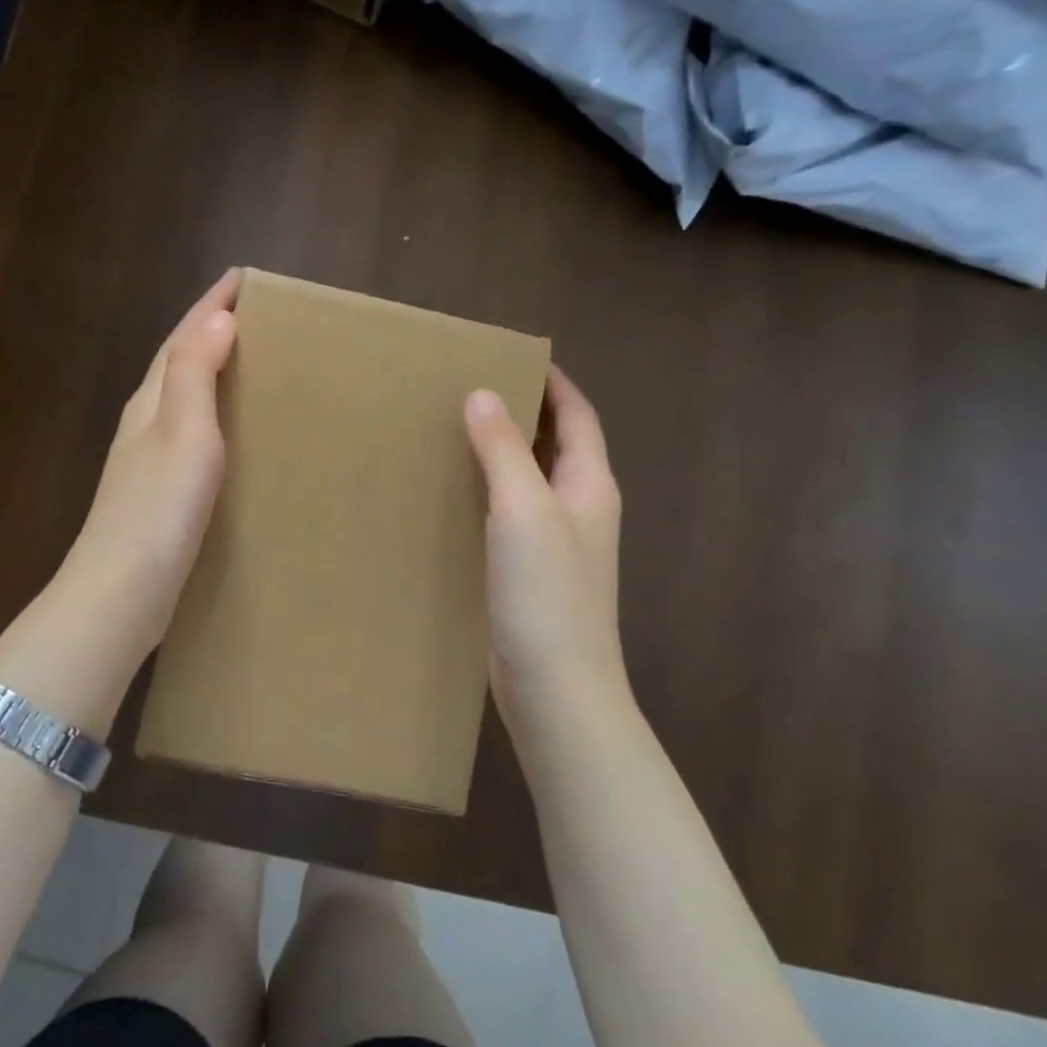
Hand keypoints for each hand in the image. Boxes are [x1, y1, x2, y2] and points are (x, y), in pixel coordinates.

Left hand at [52, 269, 240, 646]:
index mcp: (152, 401)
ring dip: (211, 368)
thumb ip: (196, 374)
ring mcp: (147, 457)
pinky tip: (231, 430)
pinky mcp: (159, 490)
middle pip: (178, 359)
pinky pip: (191, 430)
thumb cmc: (158, 508)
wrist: (120, 593)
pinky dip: (213, 412)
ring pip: (183, 395)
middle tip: (254, 312)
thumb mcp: (183, 432)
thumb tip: (217, 318)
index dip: (212, 304)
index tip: (243, 277)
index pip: (183, 337)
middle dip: (211, 328)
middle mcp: (145, 421)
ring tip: (250, 359)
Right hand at [464, 366, 627, 726]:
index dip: (554, 383)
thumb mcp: (523, 509)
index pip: (578, 417)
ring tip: (457, 429)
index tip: (516, 356)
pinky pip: (513, 514)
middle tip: (474, 386)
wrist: (558, 690)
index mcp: (589, 484)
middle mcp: (580, 508)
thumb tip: (483, 393)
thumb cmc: (547, 593)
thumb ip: (504, 449)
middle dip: (525, 412)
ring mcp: (559, 544)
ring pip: (532, 480)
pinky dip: (491, 491)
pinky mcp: (534, 573)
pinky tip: (457, 493)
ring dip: (505, 452)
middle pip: (557, 444)